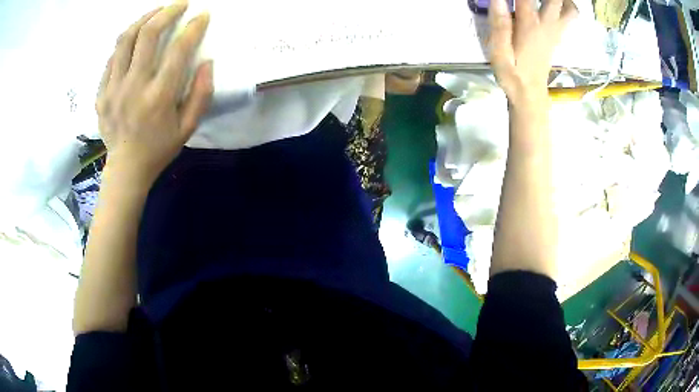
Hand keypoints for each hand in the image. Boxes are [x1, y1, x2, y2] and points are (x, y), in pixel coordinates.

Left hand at [96, 3, 212, 186]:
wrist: (126, 169)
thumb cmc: (159, 148)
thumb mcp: (188, 127)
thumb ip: (201, 94)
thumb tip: (208, 62)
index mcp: (159, 96)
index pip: (179, 49)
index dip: (194, 28)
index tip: (202, 16)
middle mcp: (135, 86)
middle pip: (149, 34)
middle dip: (168, 12)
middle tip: (180, 5)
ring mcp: (114, 89)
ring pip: (126, 39)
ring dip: (144, 19)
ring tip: (156, 12)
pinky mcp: (102, 93)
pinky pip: (112, 58)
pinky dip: (125, 42)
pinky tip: (134, 38)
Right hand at [488, 0, 576, 104]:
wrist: (530, 94)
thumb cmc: (512, 73)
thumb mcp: (499, 52)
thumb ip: (500, 24)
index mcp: (530, 25)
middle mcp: (547, 25)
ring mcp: (555, 31)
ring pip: (570, 9)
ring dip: (563, 0)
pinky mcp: (558, 37)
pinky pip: (570, 18)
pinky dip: (566, 7)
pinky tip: (555, 5)